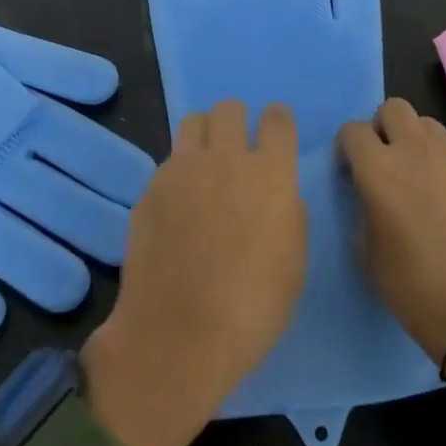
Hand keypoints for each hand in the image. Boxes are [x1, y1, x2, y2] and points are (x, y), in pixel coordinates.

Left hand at [84, 100, 306, 445]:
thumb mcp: (293, 263)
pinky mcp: (152, 187)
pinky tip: (178, 204)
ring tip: (205, 165)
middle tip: (237, 150)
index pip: (277, 119)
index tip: (275, 134)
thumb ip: (288, 213)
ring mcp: (184, 169)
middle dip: (237, 122)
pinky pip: (170, 161)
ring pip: (194, 122)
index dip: (278, 122)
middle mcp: (227, 158)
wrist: (178, 336)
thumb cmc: (252, 309)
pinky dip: (179, 171)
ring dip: (205, 135)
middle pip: (231, 108)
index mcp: (271, 174)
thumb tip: (277, 193)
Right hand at [338, 98, 445, 361]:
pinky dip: (433, 157)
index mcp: (378, 171)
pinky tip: (434, 191)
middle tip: (380, 161)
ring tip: (409, 171)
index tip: (348, 172)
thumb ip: (362, 208)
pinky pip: (445, 147)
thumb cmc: (411, 287)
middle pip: (392, 108)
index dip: (346, 148)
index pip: (352, 131)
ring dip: (410, 136)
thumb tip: (367, 194)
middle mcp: (412, 152)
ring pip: (423, 121)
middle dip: (380, 128)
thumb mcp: (366, 251)